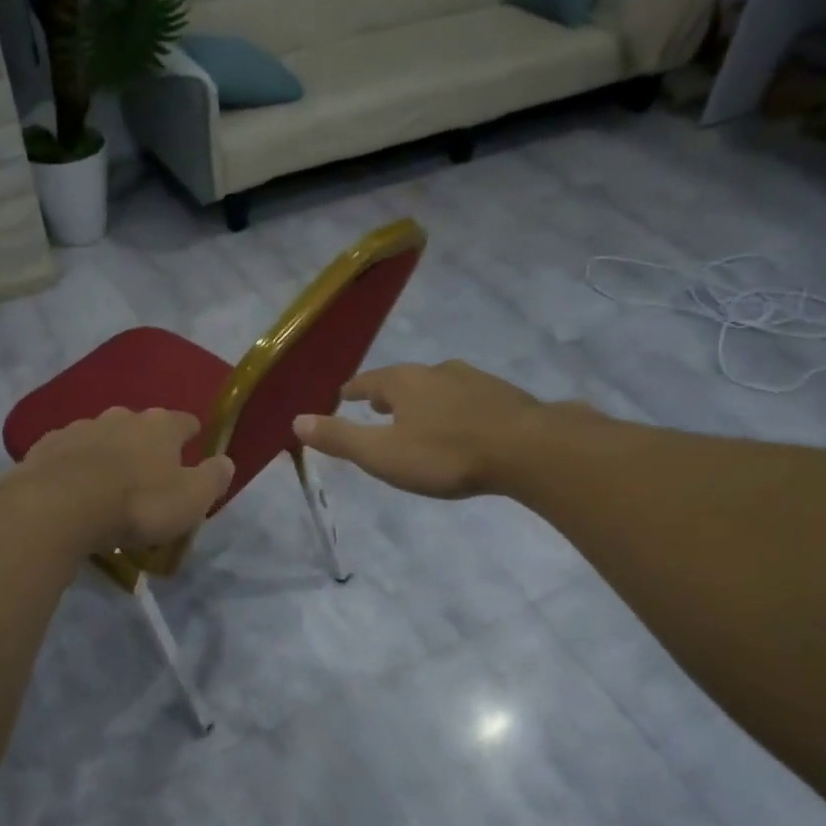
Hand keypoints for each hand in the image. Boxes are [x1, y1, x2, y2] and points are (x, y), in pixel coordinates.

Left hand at [17, 407, 234, 552]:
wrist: (60, 507)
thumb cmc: (137, 504)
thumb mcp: (191, 500)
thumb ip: (213, 478)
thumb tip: (225, 462)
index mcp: (160, 426)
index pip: (185, 422)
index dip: (191, 435)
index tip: (194, 449)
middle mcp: (120, 417)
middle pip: (140, 426)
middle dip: (145, 445)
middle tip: (147, 476)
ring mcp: (79, 428)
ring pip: (102, 437)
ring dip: (108, 454)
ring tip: (107, 486)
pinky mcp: (46, 446)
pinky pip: (68, 453)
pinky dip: (75, 466)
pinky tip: (73, 488)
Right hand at [294, 361, 568, 498]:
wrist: (529, 449)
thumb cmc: (445, 454)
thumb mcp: (382, 453)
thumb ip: (340, 438)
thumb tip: (297, 420)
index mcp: (404, 382)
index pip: (368, 382)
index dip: (353, 390)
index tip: (343, 395)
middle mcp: (438, 372)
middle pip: (404, 380)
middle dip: (389, 394)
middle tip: (377, 407)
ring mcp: (475, 381)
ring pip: (439, 386)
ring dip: (423, 399)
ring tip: (418, 416)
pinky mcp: (506, 397)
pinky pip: (469, 399)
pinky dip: (455, 409)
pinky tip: (463, 425)